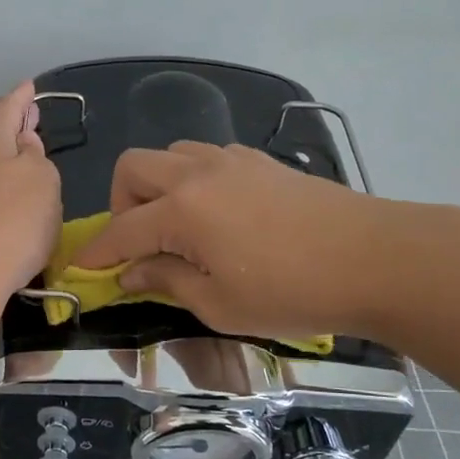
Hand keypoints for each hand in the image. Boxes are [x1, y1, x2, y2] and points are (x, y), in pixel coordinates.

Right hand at [71, 141, 386, 339]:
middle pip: (133, 168)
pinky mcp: (260, 160)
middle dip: (120, 203)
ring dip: (157, 186)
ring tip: (177, 226)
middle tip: (138, 242)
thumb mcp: (220, 304)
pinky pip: (207, 156)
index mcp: (182, 211)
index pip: (122, 230)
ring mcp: (231, 160)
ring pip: (170, 154)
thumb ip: (167, 281)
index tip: (83, 268)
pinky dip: (194, 179)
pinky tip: (217, 213)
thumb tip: (131, 272)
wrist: (376, 258)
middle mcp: (198, 173)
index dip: (98, 251)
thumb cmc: (293, 292)